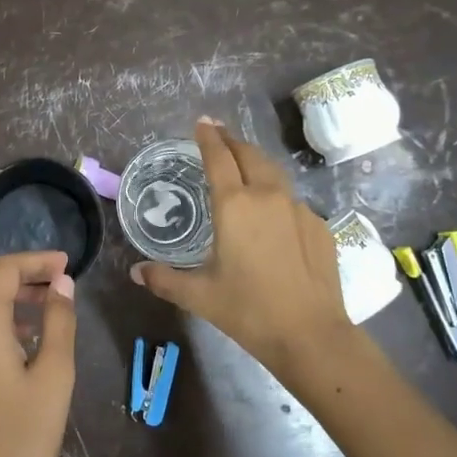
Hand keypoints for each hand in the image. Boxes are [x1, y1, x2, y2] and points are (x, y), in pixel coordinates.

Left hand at [0, 251, 76, 456]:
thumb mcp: (54, 375)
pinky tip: (27, 334)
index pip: (4, 269)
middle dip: (22, 272)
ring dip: (10, 293)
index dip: (36, 260)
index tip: (68, 264)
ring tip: (50, 304)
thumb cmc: (25, 437)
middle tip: (60, 279)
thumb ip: (59, 321)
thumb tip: (61, 283)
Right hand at [131, 118, 352, 377]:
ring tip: (245, 164)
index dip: (208, 137)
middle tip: (220, 135)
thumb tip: (136, 272)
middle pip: (249, 154)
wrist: (310, 334)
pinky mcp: (320, 226)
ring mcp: (299, 208)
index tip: (203, 122)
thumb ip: (165, 279)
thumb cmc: (248, 310)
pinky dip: (278, 196)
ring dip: (256, 162)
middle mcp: (267, 196)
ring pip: (275, 173)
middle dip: (233, 141)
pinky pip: (293, 201)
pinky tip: (274, 215)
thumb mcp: (199, 295)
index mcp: (234, 205)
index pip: (218, 157)